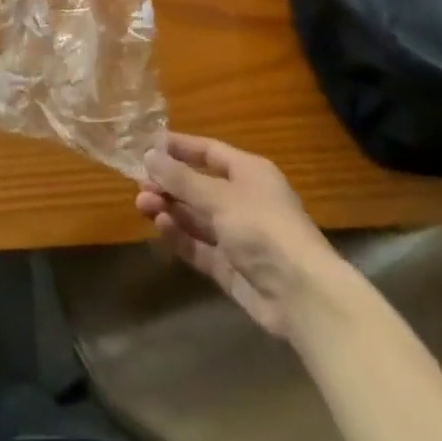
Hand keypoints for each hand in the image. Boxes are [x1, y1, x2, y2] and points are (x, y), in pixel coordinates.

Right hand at [137, 133, 347, 339]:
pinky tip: (161, 226)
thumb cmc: (263, 228)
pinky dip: (181, 235)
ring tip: (143, 205)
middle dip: (170, 184)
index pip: (209, 152)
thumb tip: (149, 155)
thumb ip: (182, 179)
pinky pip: (200, 245)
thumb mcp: (220, 197)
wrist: (301, 295)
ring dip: (170, 208)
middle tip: (140, 185)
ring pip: (196, 216)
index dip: (180, 148)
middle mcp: (243, 200)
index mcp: (249, 173)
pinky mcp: (231, 267)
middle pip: (199, 185)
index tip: (147, 145)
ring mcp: (237, 235)